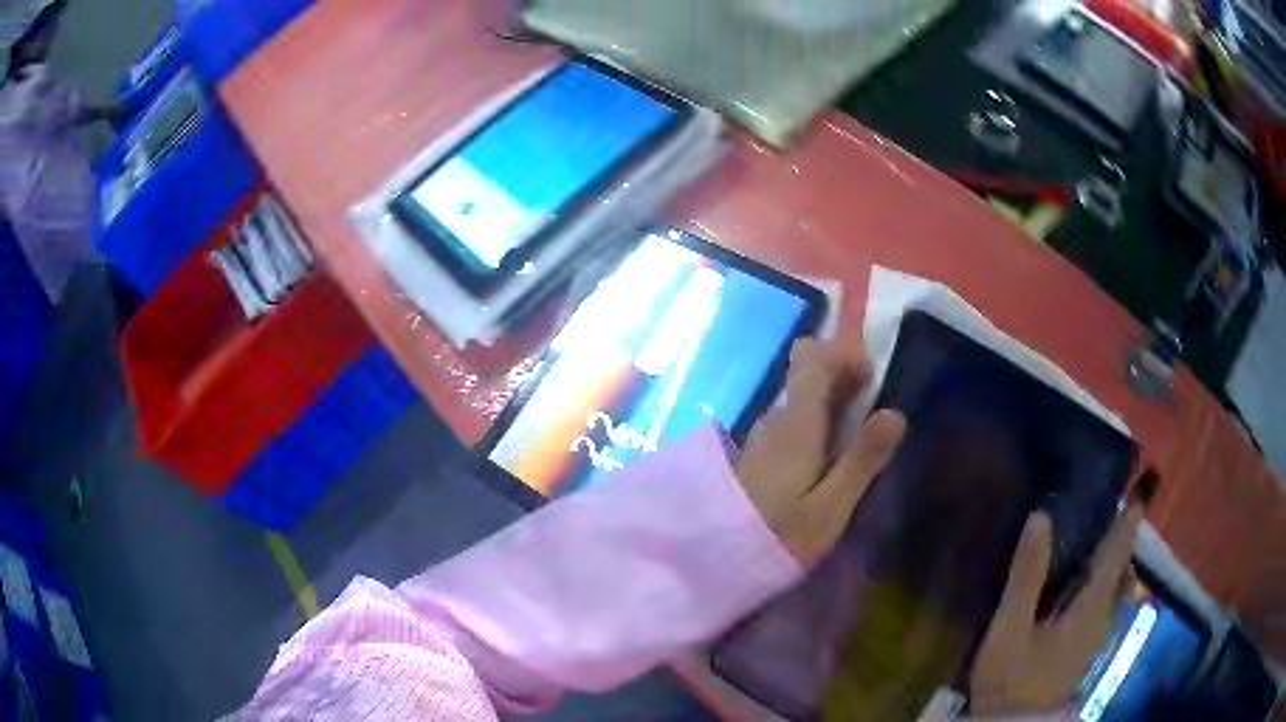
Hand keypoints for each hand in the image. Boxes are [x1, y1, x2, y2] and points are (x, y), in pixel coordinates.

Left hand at [736, 335, 906, 566]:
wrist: (715, 559)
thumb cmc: (778, 535)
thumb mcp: (829, 506)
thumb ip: (861, 459)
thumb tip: (895, 412)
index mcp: (797, 422)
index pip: (814, 358)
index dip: (844, 350)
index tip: (871, 374)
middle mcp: (778, 418)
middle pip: (808, 371)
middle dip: (842, 373)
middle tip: (870, 405)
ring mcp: (765, 434)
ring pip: (801, 396)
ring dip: (831, 399)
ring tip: (858, 432)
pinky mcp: (760, 453)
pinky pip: (794, 419)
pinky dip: (817, 421)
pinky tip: (831, 454)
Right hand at [969, 505, 1143, 716]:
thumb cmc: (1013, 679)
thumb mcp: (1011, 628)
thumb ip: (1027, 575)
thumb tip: (1041, 515)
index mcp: (1092, 606)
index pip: (1118, 551)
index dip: (1130, 518)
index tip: (1145, 483)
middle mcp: (1104, 618)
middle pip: (1124, 570)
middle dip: (1125, 539)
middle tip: (1120, 509)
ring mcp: (1097, 638)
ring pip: (1118, 590)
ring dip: (1117, 563)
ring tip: (1105, 542)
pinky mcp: (1086, 651)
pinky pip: (1107, 605)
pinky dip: (1107, 585)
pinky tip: (1089, 588)